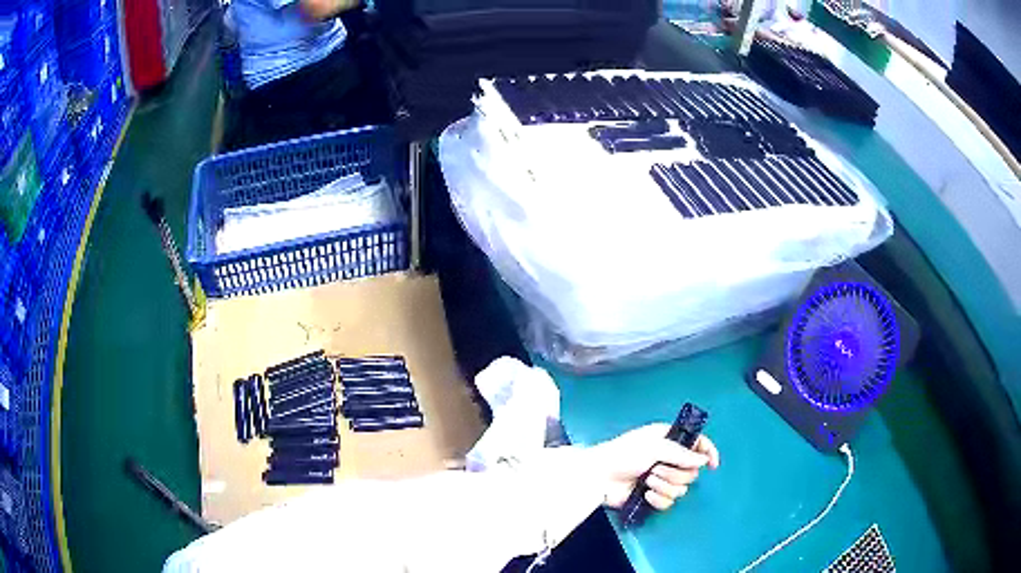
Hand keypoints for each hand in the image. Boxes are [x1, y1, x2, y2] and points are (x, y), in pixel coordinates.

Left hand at [590, 424, 719, 510]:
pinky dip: (659, 499)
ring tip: (647, 481)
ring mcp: (662, 478)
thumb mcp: (654, 446)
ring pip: (682, 488)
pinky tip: (645, 495)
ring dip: (665, 485)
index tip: (713, 464)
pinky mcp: (653, 496)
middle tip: (656, 470)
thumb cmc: (624, 454)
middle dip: (675, 473)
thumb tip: (703, 461)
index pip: (698, 444)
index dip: (708, 452)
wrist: (600, 477)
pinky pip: (669, 502)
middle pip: (692, 471)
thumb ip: (681, 453)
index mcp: (670, 440)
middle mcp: (669, 459)